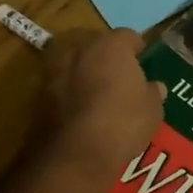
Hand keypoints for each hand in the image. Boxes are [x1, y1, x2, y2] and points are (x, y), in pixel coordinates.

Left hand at [40, 29, 165, 173]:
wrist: (73, 155)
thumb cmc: (122, 124)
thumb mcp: (152, 111)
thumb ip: (152, 93)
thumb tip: (154, 86)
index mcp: (111, 46)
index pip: (128, 36)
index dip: (137, 49)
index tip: (142, 62)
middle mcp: (80, 48)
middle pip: (96, 45)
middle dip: (107, 57)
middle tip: (119, 77)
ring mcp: (54, 68)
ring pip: (74, 63)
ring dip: (84, 72)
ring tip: (96, 93)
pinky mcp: (37, 92)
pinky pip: (60, 84)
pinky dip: (68, 92)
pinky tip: (79, 110)